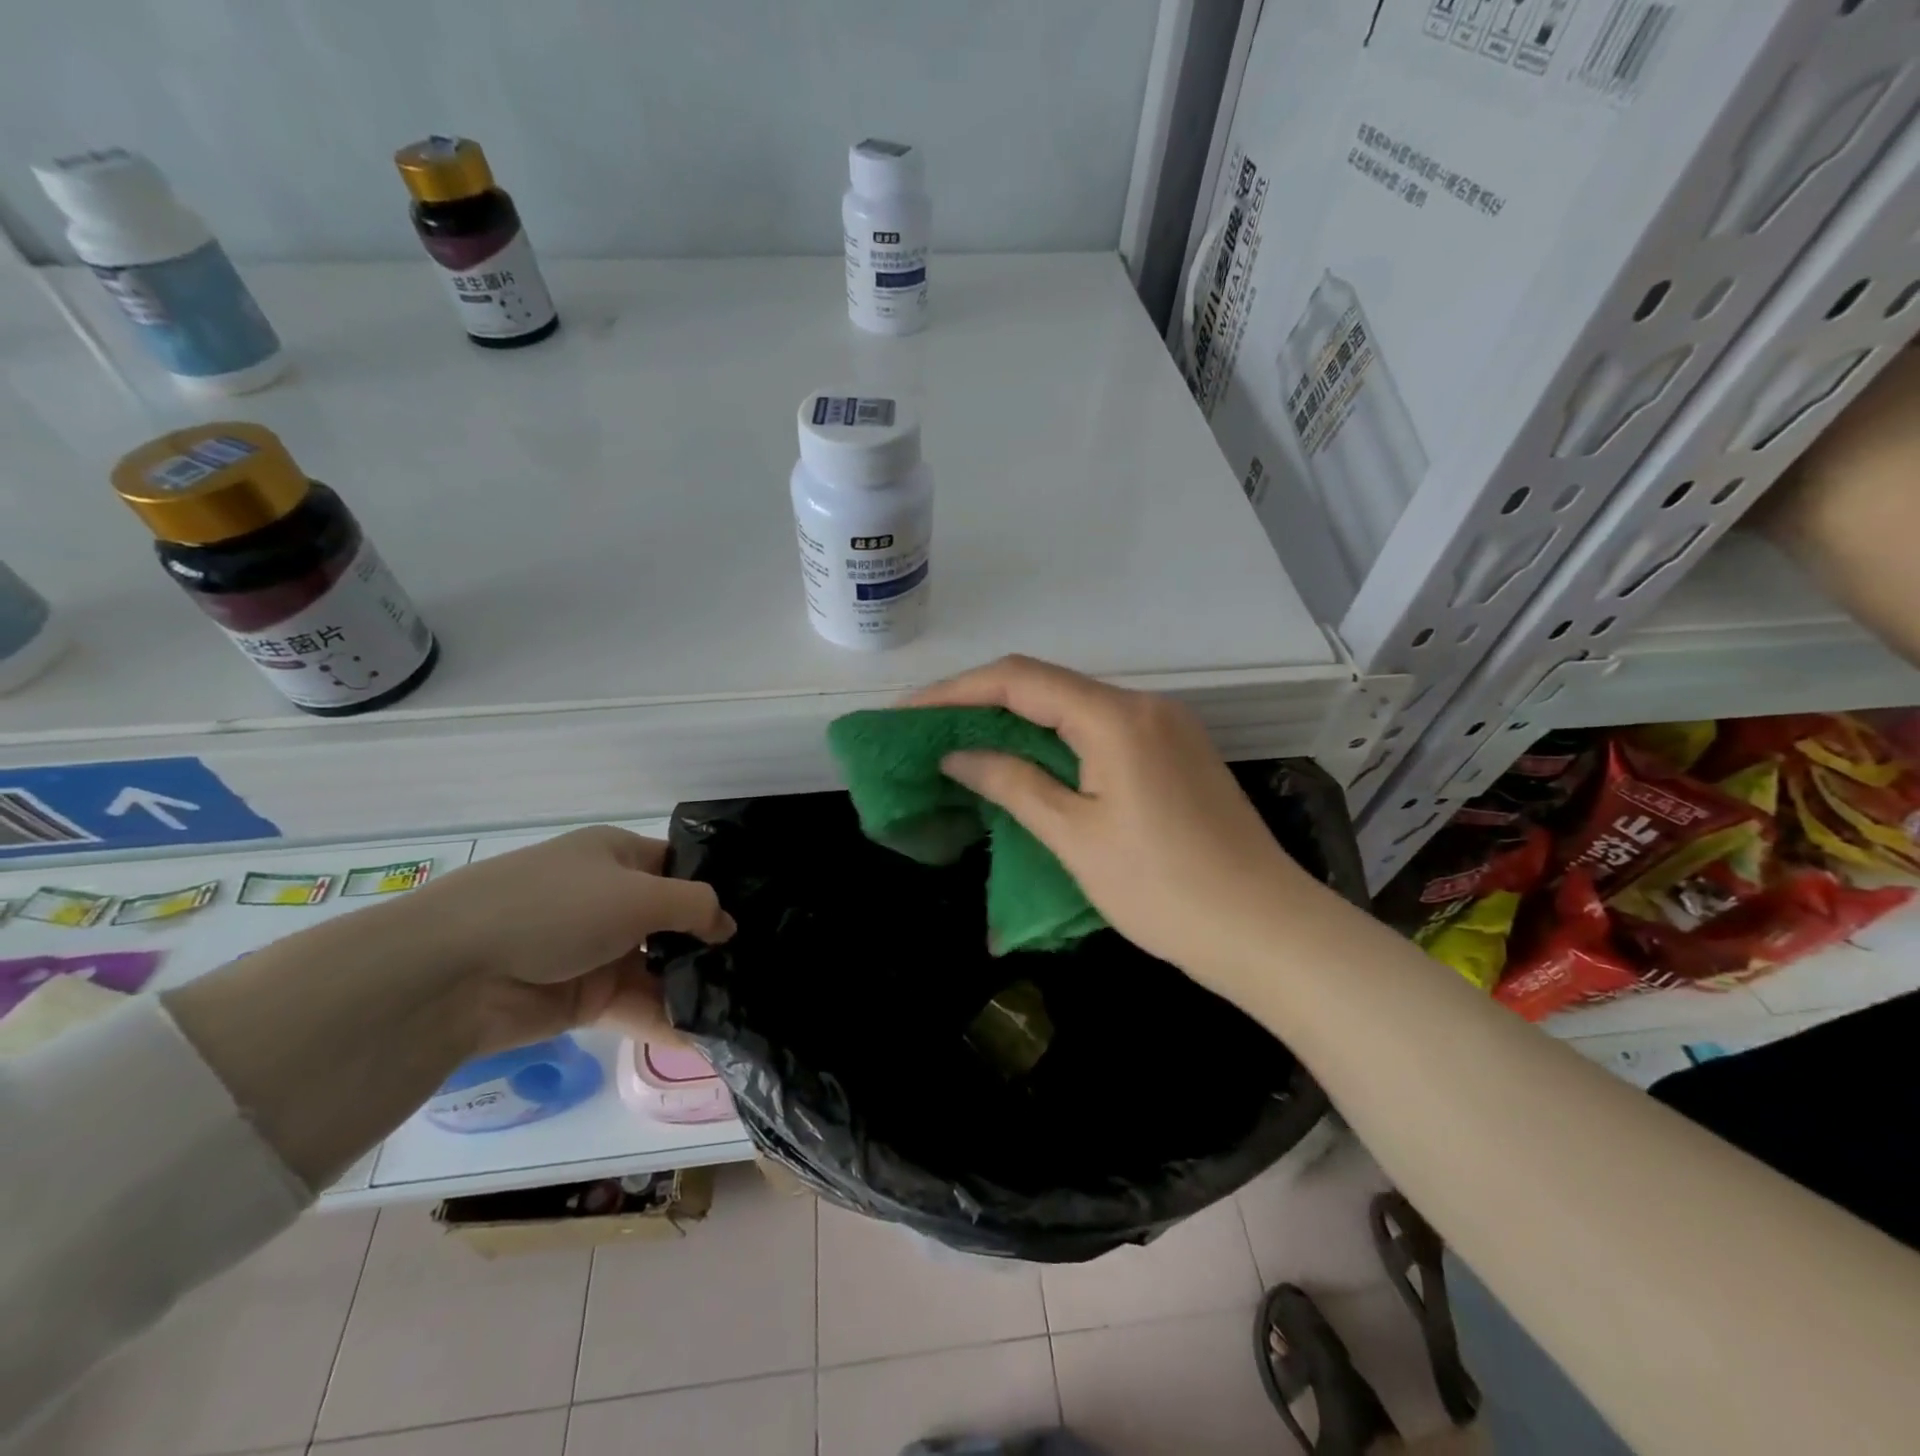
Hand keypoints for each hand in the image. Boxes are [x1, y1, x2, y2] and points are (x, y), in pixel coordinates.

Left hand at [405, 826, 734, 1053]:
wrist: (453, 973)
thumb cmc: (555, 908)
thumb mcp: (638, 894)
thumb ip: (695, 906)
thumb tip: (728, 926)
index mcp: (617, 857)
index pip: (680, 867)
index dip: (716, 888)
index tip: (758, 914)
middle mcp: (609, 899)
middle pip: (673, 921)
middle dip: (710, 944)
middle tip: (760, 966)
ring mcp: (595, 950)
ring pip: (657, 968)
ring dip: (692, 986)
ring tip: (741, 1006)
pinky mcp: (582, 998)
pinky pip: (636, 1006)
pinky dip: (666, 1021)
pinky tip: (704, 1039)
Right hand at [911, 655, 1310, 983]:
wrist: (1265, 930)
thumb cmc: (1163, 889)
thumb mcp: (1075, 837)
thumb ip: (1013, 784)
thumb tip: (957, 755)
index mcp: (1116, 717)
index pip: (1019, 680)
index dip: (957, 690)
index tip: (909, 712)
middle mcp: (1144, 705)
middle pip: (1047, 685)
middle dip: (983, 703)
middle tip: (929, 730)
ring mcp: (1166, 726)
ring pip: (1074, 707)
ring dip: (1019, 721)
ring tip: (965, 744)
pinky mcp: (1176, 751)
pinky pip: (1101, 730)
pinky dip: (1056, 739)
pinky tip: (1028, 762)